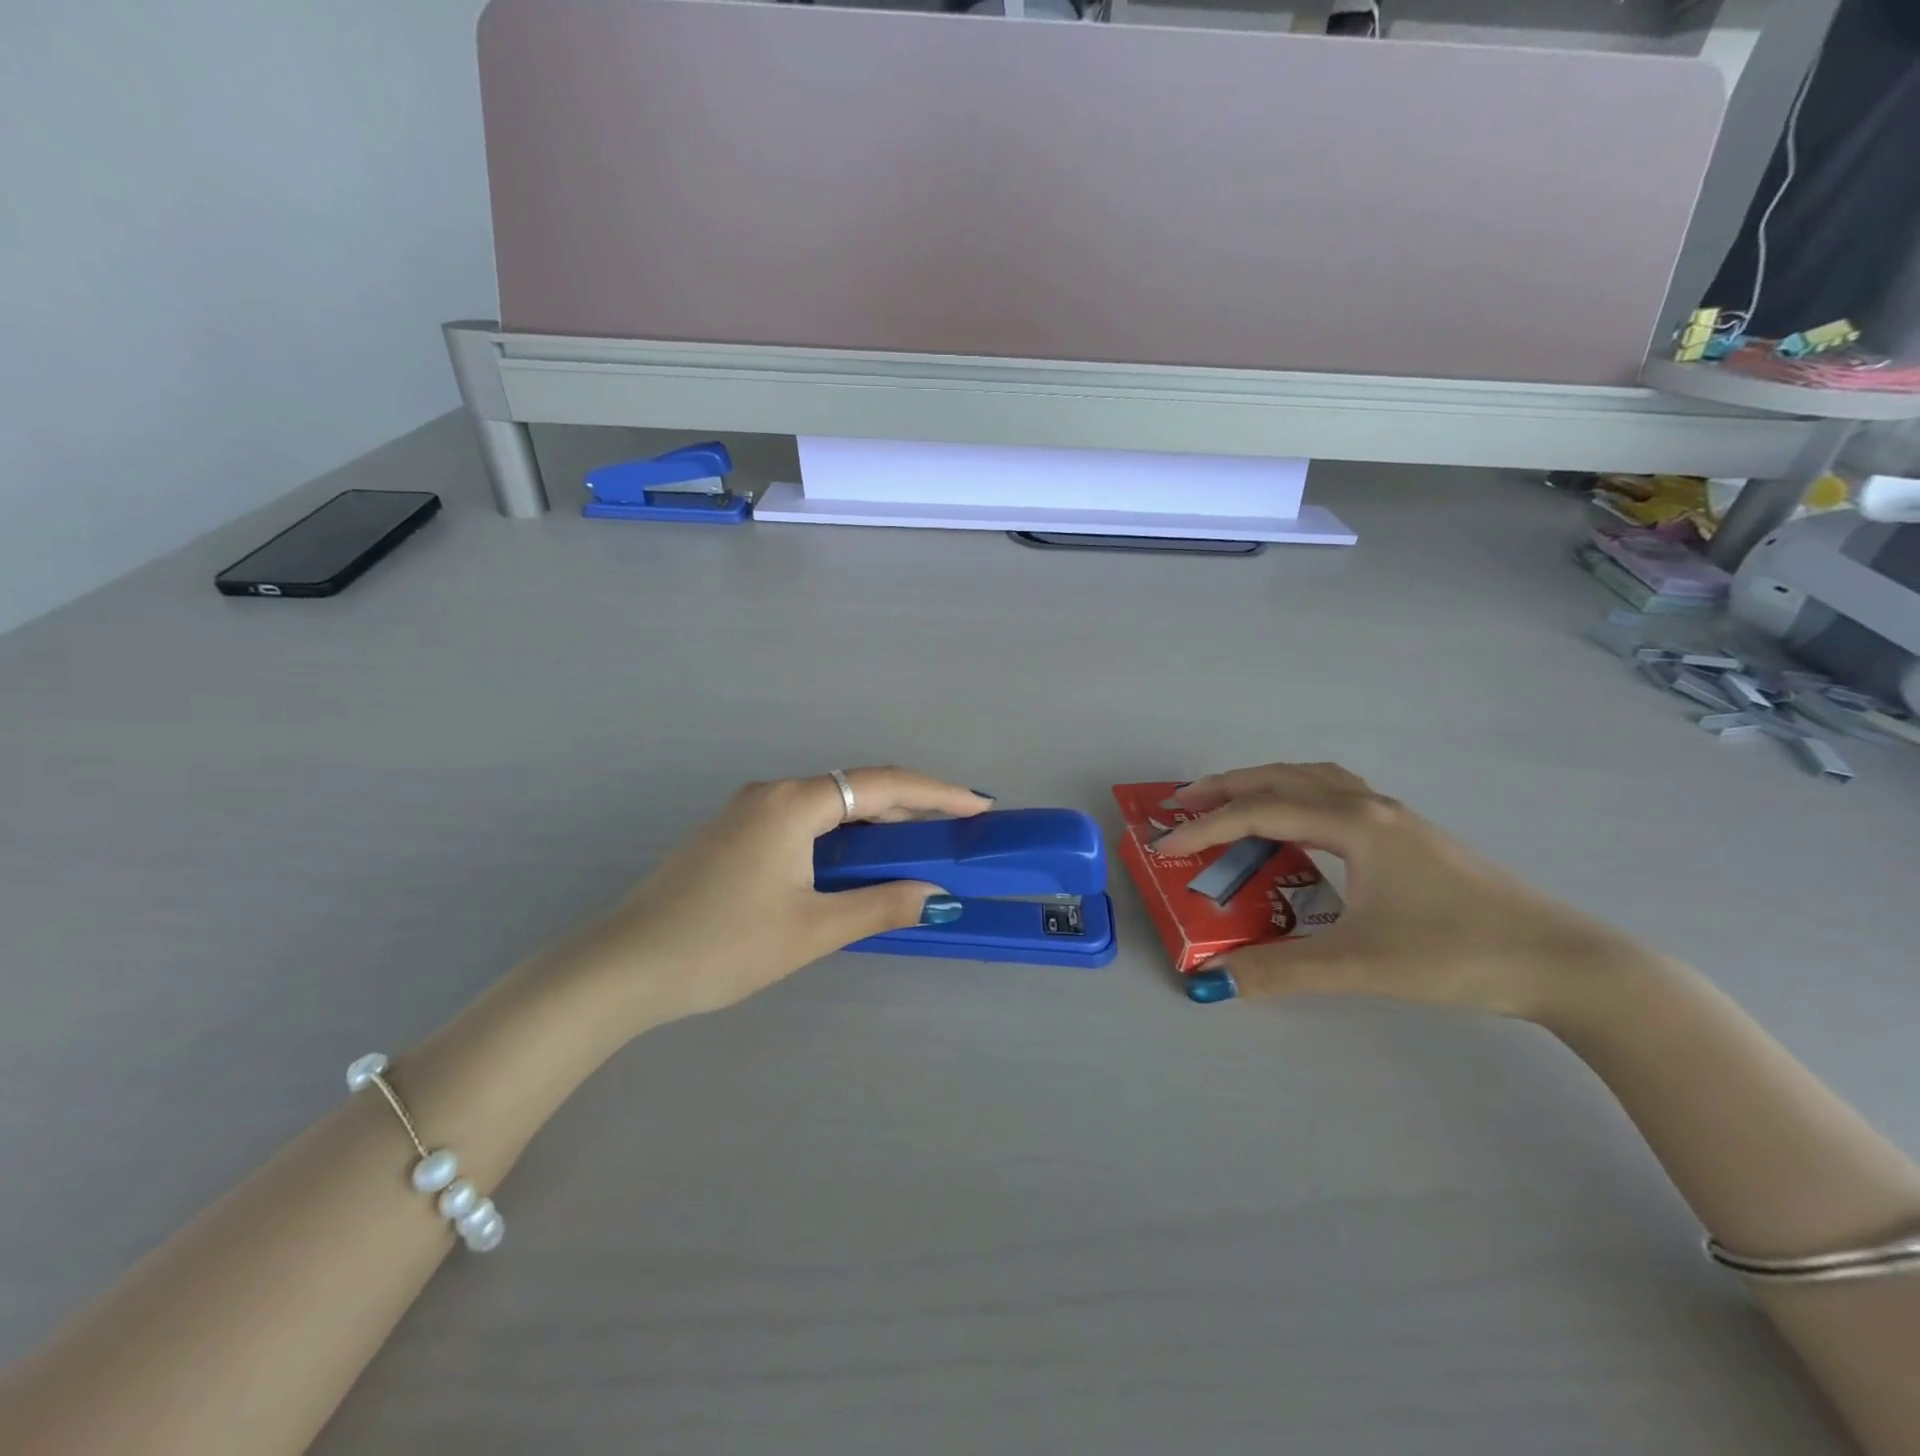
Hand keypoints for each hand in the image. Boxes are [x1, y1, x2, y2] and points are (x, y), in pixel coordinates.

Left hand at [585, 768, 991, 1023]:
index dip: (936, 793)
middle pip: (856, 790)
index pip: (882, 785)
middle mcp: (772, 794)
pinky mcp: (732, 836)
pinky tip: (855, 864)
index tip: (978, 806)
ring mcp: (747, 813)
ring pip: (829, 807)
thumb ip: (880, 906)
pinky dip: (841, 837)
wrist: (623, 968)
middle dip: (909, 808)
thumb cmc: (723, 946)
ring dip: (874, 825)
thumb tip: (937, 896)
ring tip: (917, 849)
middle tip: (955, 831)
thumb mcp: (812, 930)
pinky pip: (803, 823)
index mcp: (794, 803)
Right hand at [1154, 762, 1651, 1020]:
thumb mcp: (1361, 965)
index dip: (1205, 827)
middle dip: (1225, 787)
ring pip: (1313, 777)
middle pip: (1281, 776)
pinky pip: (1336, 794)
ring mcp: (1395, 816)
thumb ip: (1282, 971)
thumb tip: (1216, 980)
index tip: (1164, 844)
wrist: (1565, 962)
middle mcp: (1369, 806)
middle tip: (1181, 804)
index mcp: (1354, 824)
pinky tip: (1299, 827)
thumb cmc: (1458, 953)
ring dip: (1264, 783)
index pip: (1260, 813)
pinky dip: (1298, 795)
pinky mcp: (1410, 835)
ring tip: (1230, 804)